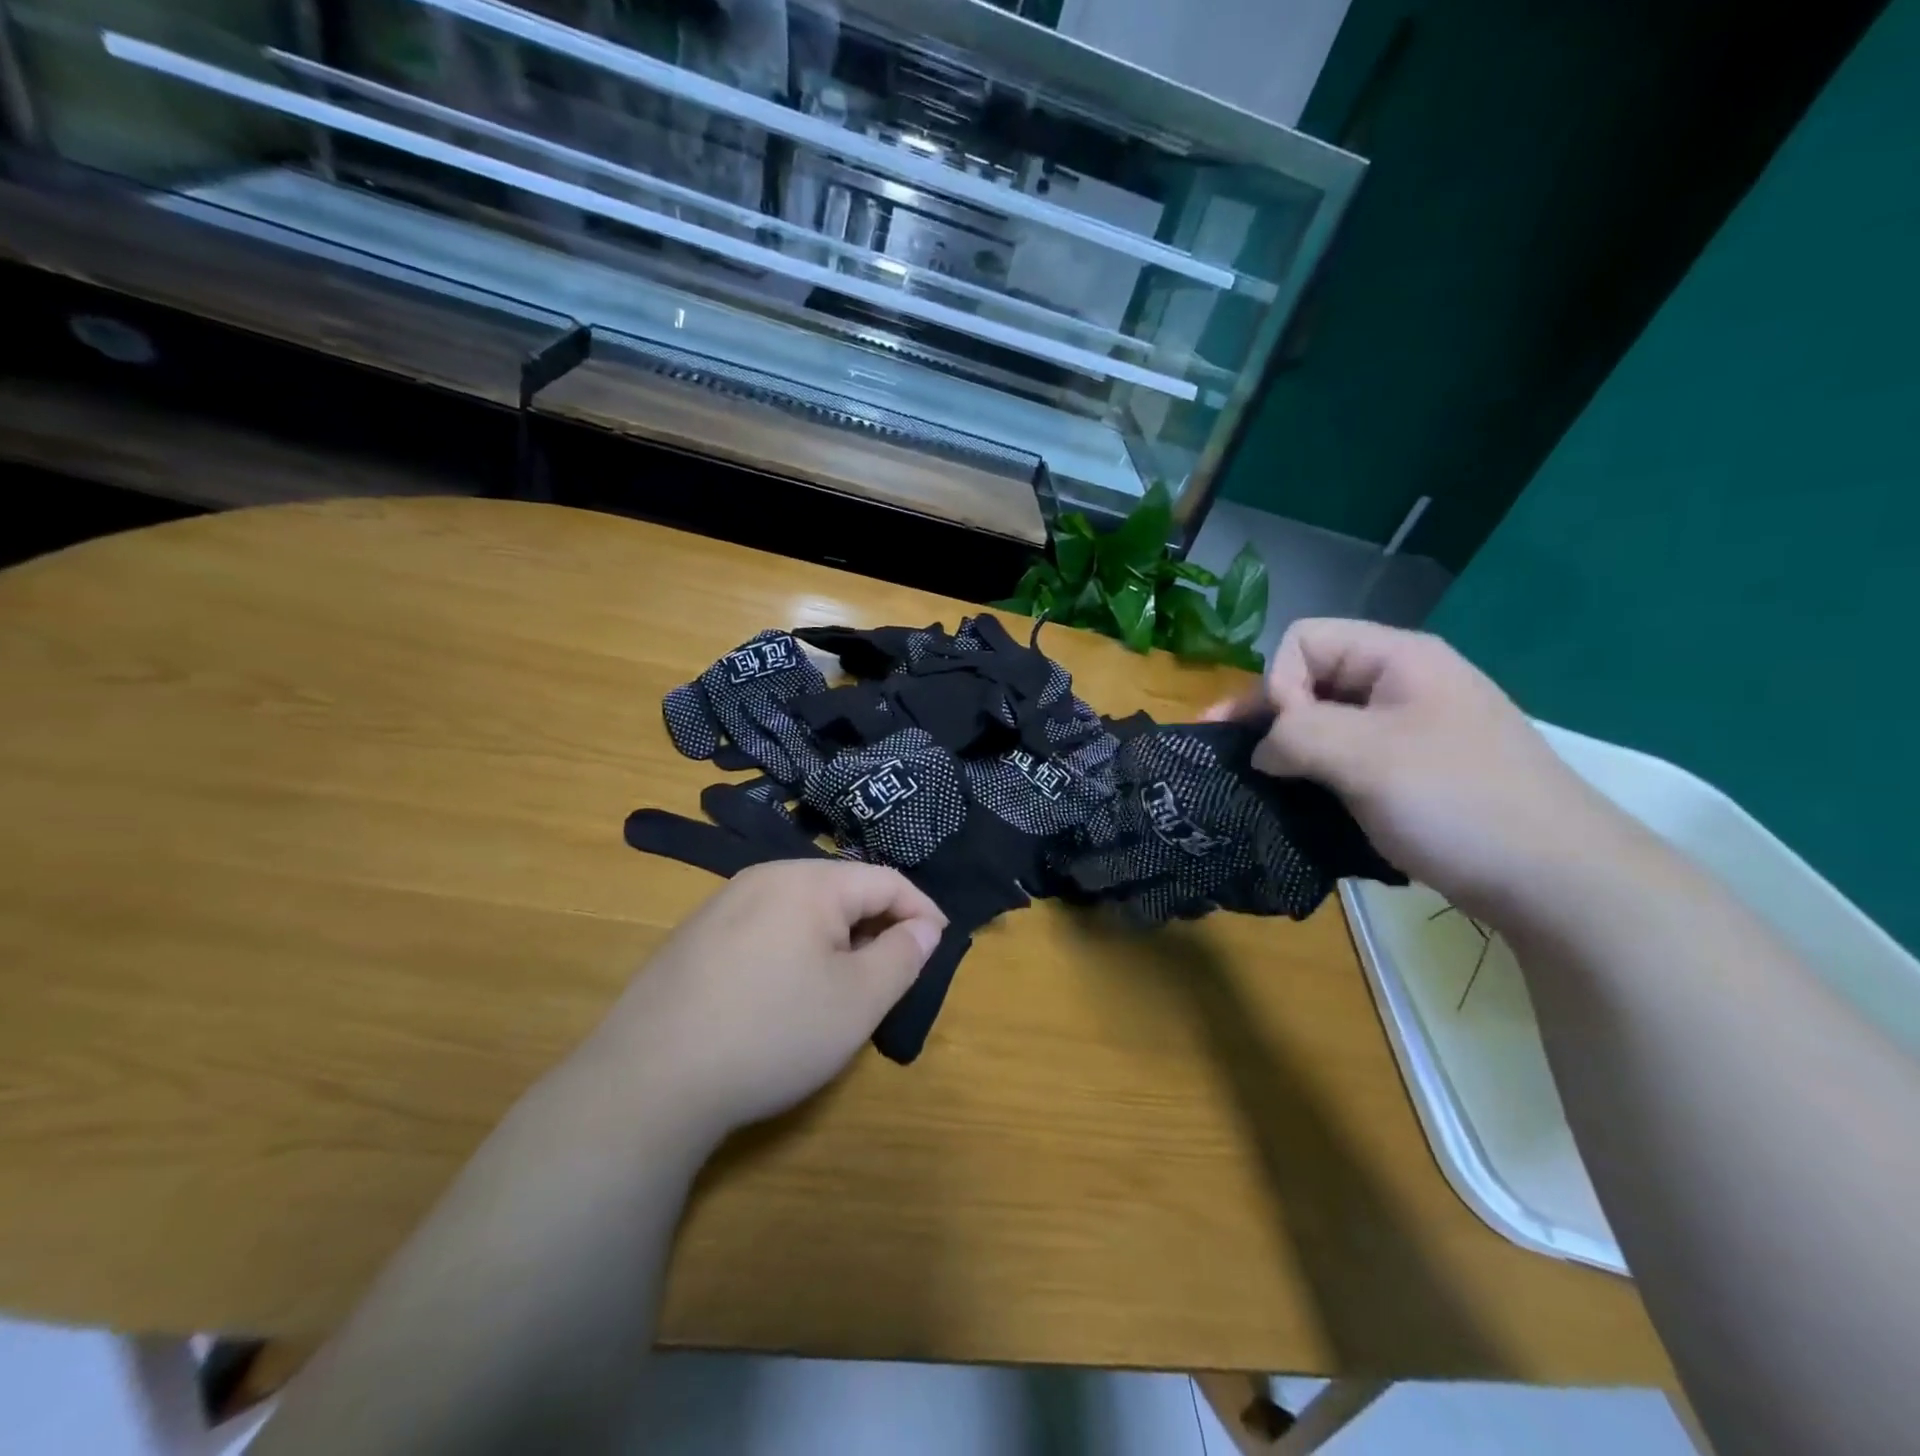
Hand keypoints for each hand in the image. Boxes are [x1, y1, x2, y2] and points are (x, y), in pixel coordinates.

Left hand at [589, 861, 945, 1140]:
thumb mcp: (858, 1001)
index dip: (921, 912)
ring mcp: (722, 904)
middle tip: (893, 975)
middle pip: (843, 890)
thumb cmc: (772, 1033)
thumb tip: (923, 928)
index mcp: (808, 881)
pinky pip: (767, 928)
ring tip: (844, 987)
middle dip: (878, 927)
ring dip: (837, 940)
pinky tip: (786, 994)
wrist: (646, 1082)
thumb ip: (903, 956)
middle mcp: (764, 877)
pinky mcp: (695, 937)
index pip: (886, 881)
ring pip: (803, 910)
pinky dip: (796, 950)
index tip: (940, 948)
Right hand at [1205, 618, 1641, 916]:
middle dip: (1266, 715)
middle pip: (1310, 678)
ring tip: (1254, 782)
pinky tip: (1296, 798)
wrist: (1558, 881)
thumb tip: (1261, 750)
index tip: (1284, 737)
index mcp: (1397, 658)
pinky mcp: (1411, 773)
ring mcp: (1409, 730)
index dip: (1279, 683)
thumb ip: (1294, 735)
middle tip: (1225, 755)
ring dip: (1286, 748)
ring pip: (1324, 722)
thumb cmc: (1457, 801)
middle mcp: (1401, 683)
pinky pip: (1346, 757)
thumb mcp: (1364, 756)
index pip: (1303, 640)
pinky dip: (1313, 773)